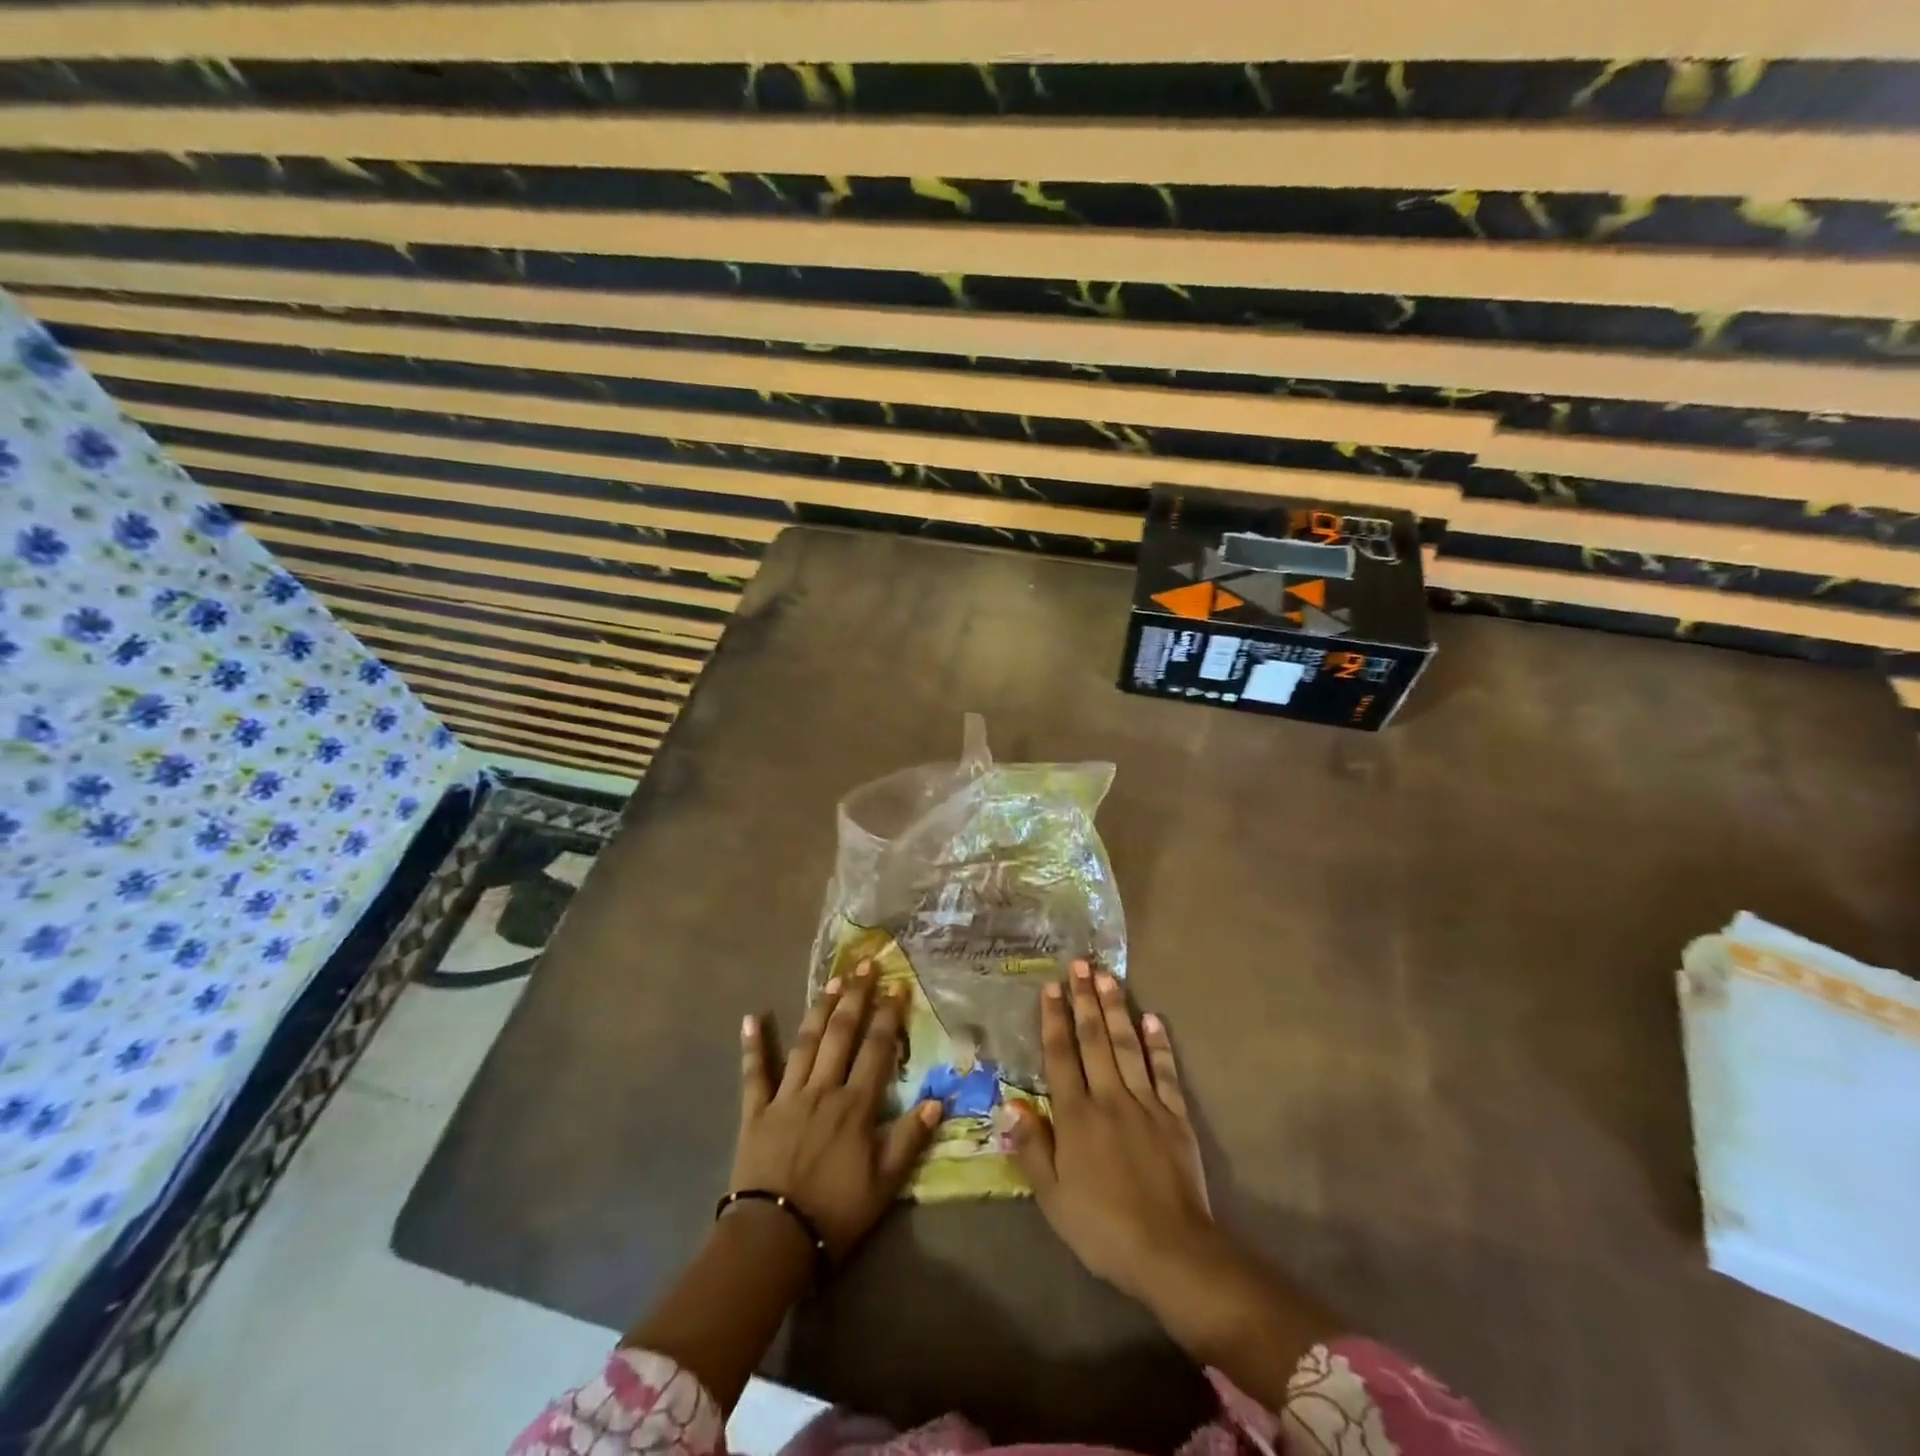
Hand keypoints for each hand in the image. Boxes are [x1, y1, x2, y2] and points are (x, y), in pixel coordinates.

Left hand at [732, 963, 941, 1259]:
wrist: (773, 1240)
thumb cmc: (835, 1213)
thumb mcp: (885, 1184)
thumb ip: (910, 1139)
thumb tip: (937, 1099)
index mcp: (855, 1106)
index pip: (877, 1050)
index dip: (888, 1016)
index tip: (898, 986)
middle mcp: (823, 1090)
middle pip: (841, 1034)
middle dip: (856, 997)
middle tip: (865, 965)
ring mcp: (787, 1097)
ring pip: (805, 1043)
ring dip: (820, 1009)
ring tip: (833, 980)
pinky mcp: (757, 1112)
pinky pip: (755, 1073)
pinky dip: (753, 1045)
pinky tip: (751, 1017)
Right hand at [1005, 961, 1337, 1388]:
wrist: (1171, 1252)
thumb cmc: (1102, 1227)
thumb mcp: (1053, 1197)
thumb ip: (1031, 1146)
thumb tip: (1007, 1104)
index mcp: (1076, 1116)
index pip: (1061, 1056)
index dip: (1054, 1020)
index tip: (1051, 987)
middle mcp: (1109, 1097)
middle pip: (1094, 1039)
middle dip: (1085, 999)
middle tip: (1080, 963)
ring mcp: (1146, 1103)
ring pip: (1127, 1045)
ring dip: (1116, 1009)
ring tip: (1107, 976)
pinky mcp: (1175, 1115)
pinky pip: (1165, 1071)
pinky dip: (1158, 1043)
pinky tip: (1153, 1019)